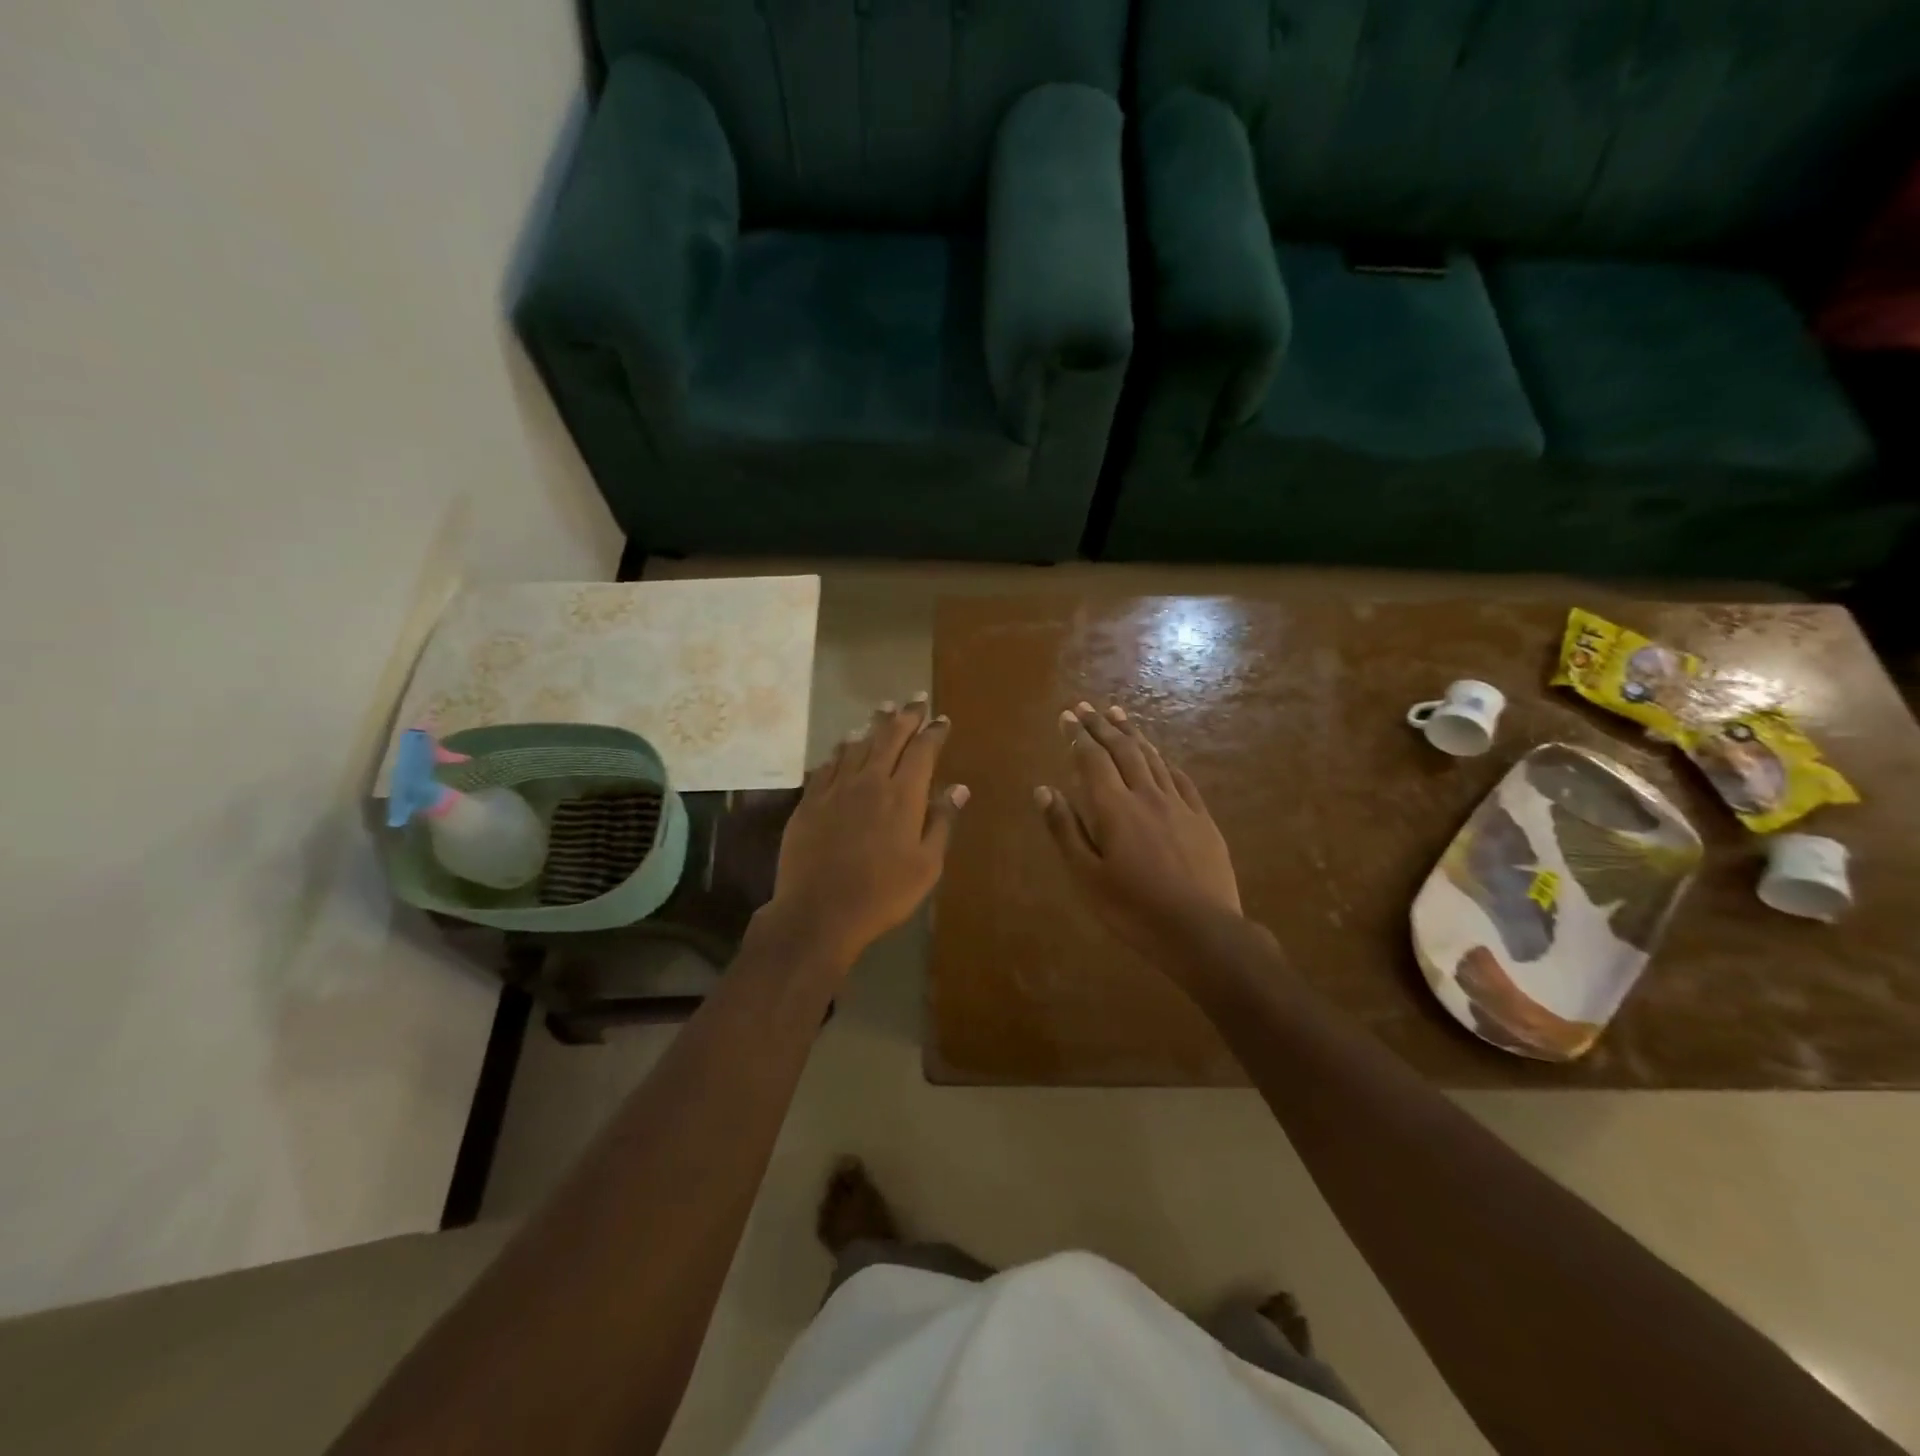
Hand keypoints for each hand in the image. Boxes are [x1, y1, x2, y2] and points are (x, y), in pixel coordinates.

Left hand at [764, 696, 966, 969]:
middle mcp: (870, 781)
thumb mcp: (926, 865)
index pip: (922, 751)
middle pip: (889, 738)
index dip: (934, 732)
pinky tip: (844, 744)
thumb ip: (941, 822)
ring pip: (857, 745)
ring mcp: (836, 789)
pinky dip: (841, 749)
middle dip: (905, 716)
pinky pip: (827, 764)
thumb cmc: (883, 893)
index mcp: (903, 795)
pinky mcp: (810, 801)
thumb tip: (958, 788)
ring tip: (883, 709)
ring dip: (873, 725)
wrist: (819, 911)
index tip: (942, 719)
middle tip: (915, 698)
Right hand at [1036, 702, 1242, 967]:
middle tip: (1087, 707)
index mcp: (1114, 808)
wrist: (1202, 931)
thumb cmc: (1134, 909)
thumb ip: (1065, 830)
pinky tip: (1160, 756)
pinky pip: (1180, 778)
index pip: (1092, 760)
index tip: (1067, 716)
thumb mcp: (1087, 877)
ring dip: (1133, 734)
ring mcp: (1179, 805)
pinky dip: (1164, 761)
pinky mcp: (1203, 819)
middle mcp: (1146, 795)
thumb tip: (1043, 790)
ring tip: (1119, 715)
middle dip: (1102, 726)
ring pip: (1152, 758)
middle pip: (1123, 750)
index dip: (1078, 736)